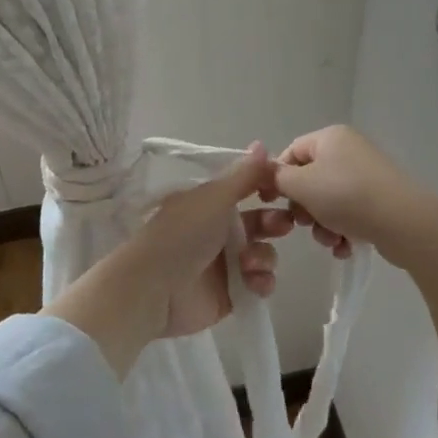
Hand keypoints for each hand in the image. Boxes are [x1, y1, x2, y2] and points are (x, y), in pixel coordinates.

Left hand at [47, 144, 291, 375]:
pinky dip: (261, 282)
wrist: (154, 289)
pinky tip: (254, 282)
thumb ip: (243, 175)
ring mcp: (224, 263)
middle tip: (283, 224)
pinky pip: (258, 283)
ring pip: (262, 253)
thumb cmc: (182, 233)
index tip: (283, 188)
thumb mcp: (214, 197)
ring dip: (264, 255)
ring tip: (251, 263)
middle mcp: (217, 230)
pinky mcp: (230, 293)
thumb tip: (262, 144)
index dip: (266, 188)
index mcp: (209, 203)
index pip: (245, 190)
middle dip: (274, 222)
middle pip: (259, 222)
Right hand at [272, 125, 431, 261]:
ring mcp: (367, 175)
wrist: (404, 222)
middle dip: (304, 207)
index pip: (291, 152)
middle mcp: (349, 150)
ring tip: (332, 240)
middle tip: (305, 224)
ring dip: (323, 225)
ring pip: (329, 201)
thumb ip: (278, 177)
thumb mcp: (302, 185)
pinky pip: (350, 213)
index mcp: (330, 137)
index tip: (270, 202)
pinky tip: (346, 246)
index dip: (277, 177)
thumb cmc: (346, 196)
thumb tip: (268, 172)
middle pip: (310, 179)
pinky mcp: (380, 200)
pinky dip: (343, 230)